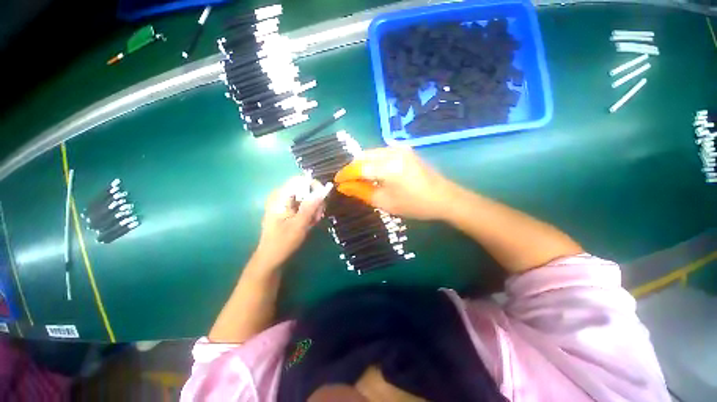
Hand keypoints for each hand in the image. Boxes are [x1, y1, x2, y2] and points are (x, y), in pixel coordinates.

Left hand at [254, 176, 332, 268]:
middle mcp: (281, 196)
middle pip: (304, 189)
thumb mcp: (300, 224)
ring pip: (305, 198)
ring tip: (314, 221)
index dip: (314, 186)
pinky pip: (303, 205)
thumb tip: (324, 190)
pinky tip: (310, 223)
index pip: (300, 180)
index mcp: (280, 197)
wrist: (271, 258)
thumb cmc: (283, 242)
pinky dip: (309, 212)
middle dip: (315, 200)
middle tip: (318, 215)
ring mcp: (284, 204)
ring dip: (314, 208)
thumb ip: (311, 206)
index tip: (323, 198)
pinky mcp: (287, 210)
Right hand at [334, 147, 453, 219]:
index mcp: (388, 167)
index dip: (345, 174)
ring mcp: (400, 148)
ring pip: (372, 153)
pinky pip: (382, 152)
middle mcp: (392, 152)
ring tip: (359, 178)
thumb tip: (344, 186)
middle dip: (353, 168)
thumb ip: (362, 192)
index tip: (337, 181)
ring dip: (363, 164)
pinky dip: (373, 160)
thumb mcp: (385, 202)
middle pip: (363, 156)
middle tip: (348, 181)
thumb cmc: (414, 205)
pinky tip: (374, 171)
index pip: (358, 168)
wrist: (444, 198)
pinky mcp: (405, 149)